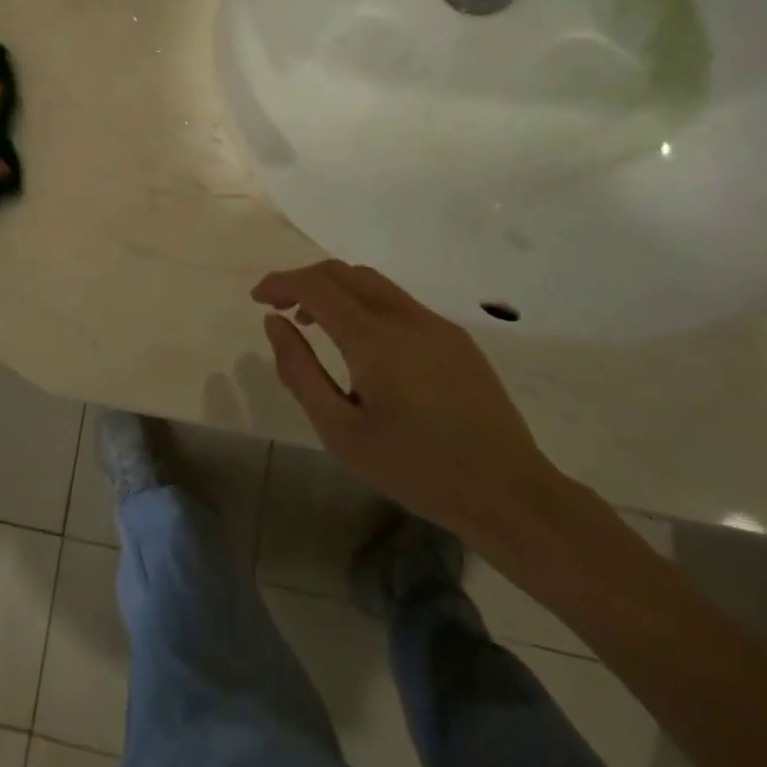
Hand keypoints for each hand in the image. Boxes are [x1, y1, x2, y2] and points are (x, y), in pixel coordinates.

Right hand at [252, 261, 563, 542]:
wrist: (509, 493)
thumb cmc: (415, 469)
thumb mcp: (340, 431)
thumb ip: (299, 371)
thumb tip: (275, 323)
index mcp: (373, 339)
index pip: (315, 286)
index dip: (280, 283)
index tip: (257, 299)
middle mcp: (405, 318)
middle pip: (343, 273)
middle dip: (304, 280)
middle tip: (280, 308)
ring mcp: (435, 325)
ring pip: (372, 282)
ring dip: (334, 289)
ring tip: (314, 323)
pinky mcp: (455, 339)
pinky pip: (397, 302)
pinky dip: (363, 303)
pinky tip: (360, 343)